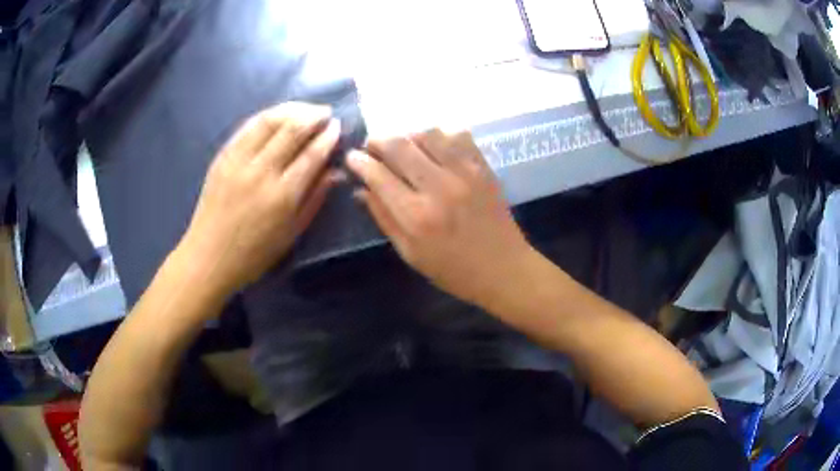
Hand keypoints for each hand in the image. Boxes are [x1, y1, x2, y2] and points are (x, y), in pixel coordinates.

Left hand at [179, 102, 341, 292]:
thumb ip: (314, 199)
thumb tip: (335, 172)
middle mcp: (260, 172)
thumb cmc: (254, 254)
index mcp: (282, 196)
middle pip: (292, 130)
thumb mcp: (291, 234)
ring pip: (269, 121)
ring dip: (292, 109)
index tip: (337, 126)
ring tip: (306, 109)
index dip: (327, 137)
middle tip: (326, 112)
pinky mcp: (223, 157)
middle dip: (313, 116)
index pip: (311, 155)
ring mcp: (238, 161)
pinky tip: (278, 115)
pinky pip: (248, 127)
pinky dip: (267, 116)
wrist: (208, 257)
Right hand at [347, 129, 534, 307]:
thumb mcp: (410, 254)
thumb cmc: (453, 270)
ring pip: (427, 134)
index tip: (352, 157)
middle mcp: (438, 187)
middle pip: (399, 145)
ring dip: (408, 136)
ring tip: (404, 147)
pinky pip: (458, 136)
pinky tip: (435, 148)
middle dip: (378, 140)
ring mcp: (464, 173)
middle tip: (372, 145)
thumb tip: (361, 189)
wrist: (504, 269)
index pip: (378, 175)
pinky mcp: (483, 167)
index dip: (359, 162)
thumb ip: (383, 218)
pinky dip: (441, 136)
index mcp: (416, 215)